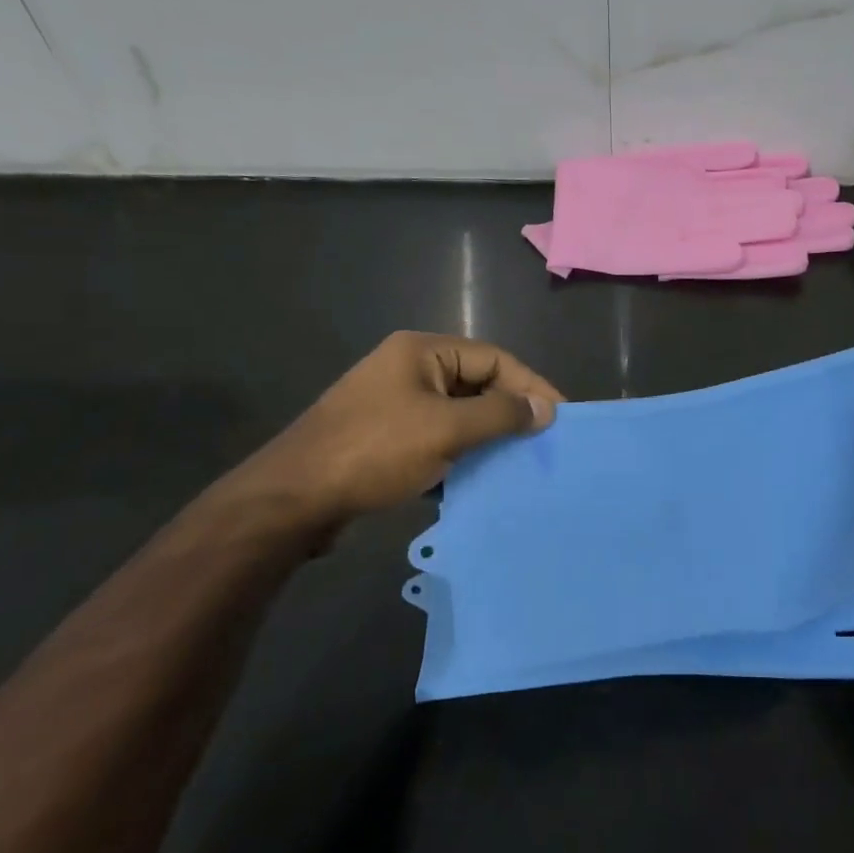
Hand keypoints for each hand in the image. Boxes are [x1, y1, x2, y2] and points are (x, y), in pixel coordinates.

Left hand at [227, 331, 561, 534]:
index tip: (561, 418)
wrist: (293, 500)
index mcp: (422, 353)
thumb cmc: (374, 451)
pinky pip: (437, 439)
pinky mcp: (385, 440)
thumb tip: (546, 409)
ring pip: (458, 416)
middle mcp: (409, 371)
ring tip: (519, 464)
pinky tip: (479, 480)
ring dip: (487, 438)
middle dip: (510, 413)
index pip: (495, 359)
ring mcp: (394, 406)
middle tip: (543, 443)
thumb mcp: (446, 429)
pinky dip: (460, 456)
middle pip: (477, 384)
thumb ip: (501, 414)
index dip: (531, 386)